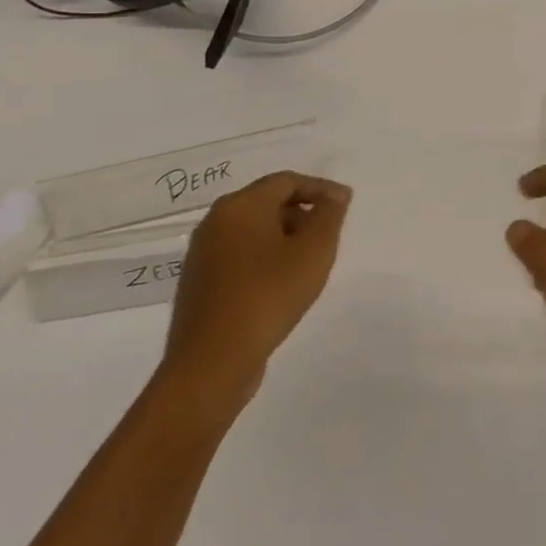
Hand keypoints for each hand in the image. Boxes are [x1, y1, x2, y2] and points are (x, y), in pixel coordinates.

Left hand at [158, 172, 351, 415]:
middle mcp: (215, 222)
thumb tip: (335, 195)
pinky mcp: (200, 283)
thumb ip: (329, 214)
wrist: (211, 364)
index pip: (287, 181)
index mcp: (240, 206)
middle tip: (329, 234)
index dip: (321, 188)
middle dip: (303, 212)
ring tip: (309, 261)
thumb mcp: (314, 250)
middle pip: (268, 202)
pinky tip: (282, 284)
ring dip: (285, 237)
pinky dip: (265, 258)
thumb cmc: (269, 296)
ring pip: (254, 230)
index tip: (346, 205)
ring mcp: (202, 254)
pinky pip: (240, 255)